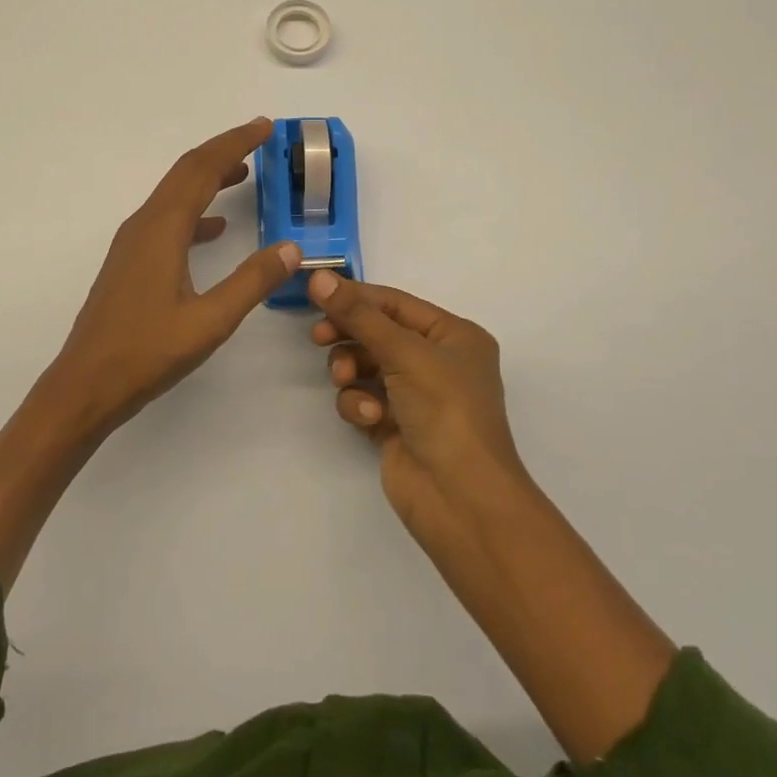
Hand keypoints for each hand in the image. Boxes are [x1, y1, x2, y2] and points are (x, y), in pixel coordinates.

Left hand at [43, 118, 300, 435]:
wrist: (85, 386)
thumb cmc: (146, 353)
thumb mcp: (210, 321)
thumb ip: (252, 281)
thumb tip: (292, 248)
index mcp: (162, 229)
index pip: (202, 169)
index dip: (235, 143)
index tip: (265, 126)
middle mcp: (144, 225)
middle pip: (186, 172)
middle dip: (223, 151)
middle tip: (260, 138)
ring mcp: (133, 244)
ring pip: (175, 195)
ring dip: (209, 177)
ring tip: (244, 173)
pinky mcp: (131, 263)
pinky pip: (168, 220)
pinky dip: (196, 211)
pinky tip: (215, 228)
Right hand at [308, 271, 527, 534]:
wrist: (461, 500)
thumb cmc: (446, 411)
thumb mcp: (405, 353)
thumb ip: (358, 315)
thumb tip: (318, 276)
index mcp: (454, 336)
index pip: (396, 303)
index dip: (357, 296)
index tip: (315, 292)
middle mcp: (437, 362)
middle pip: (378, 333)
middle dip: (350, 335)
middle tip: (319, 337)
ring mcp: (416, 397)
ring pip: (365, 367)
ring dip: (351, 371)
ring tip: (345, 380)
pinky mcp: (395, 427)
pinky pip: (364, 400)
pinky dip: (360, 405)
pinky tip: (369, 418)